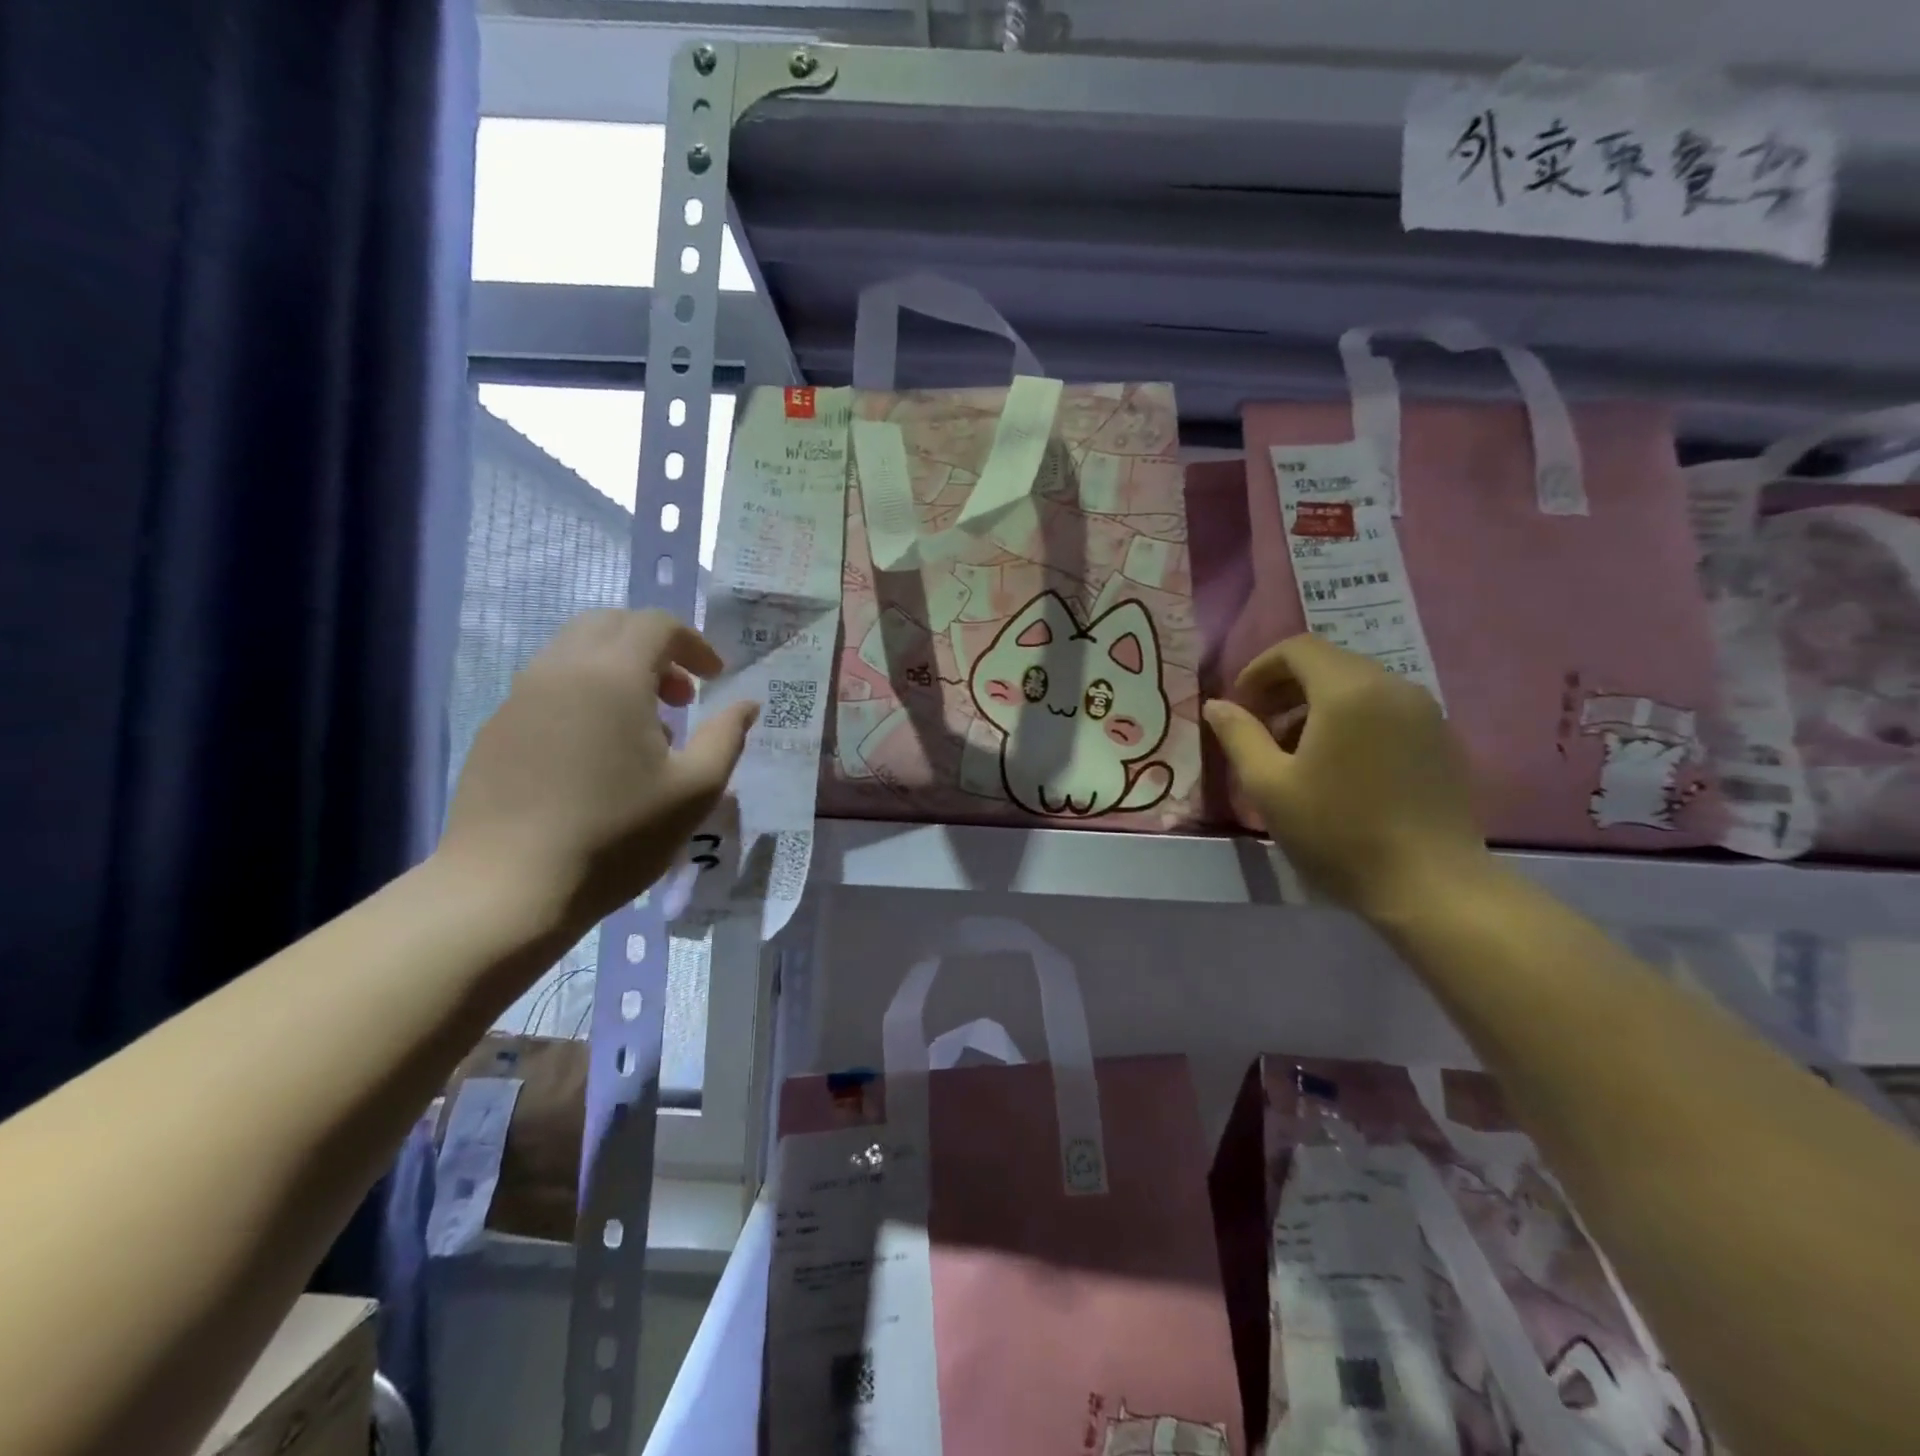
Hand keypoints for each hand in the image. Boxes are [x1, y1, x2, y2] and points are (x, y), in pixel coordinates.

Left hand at [440, 609, 758, 932]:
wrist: (507, 888)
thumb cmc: (616, 835)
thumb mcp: (694, 790)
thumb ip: (727, 737)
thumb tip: (747, 704)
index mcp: (613, 676)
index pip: (657, 625)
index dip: (694, 644)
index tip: (715, 680)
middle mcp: (561, 670)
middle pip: (611, 625)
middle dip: (655, 648)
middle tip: (681, 696)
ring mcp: (520, 697)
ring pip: (575, 653)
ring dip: (619, 670)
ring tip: (644, 728)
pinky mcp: (497, 728)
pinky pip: (549, 686)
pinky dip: (585, 694)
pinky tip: (598, 753)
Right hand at [1204, 635, 1491, 920]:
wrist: (1430, 884)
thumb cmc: (1337, 831)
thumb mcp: (1269, 786)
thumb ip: (1239, 736)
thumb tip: (1217, 705)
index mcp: (1348, 690)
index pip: (1297, 649)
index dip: (1260, 669)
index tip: (1241, 705)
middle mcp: (1393, 686)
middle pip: (1330, 663)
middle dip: (1287, 687)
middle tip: (1260, 728)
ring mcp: (1425, 712)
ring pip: (1359, 686)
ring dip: (1318, 705)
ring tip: (1295, 751)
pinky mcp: (1442, 739)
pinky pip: (1386, 710)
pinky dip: (1352, 720)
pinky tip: (1339, 766)